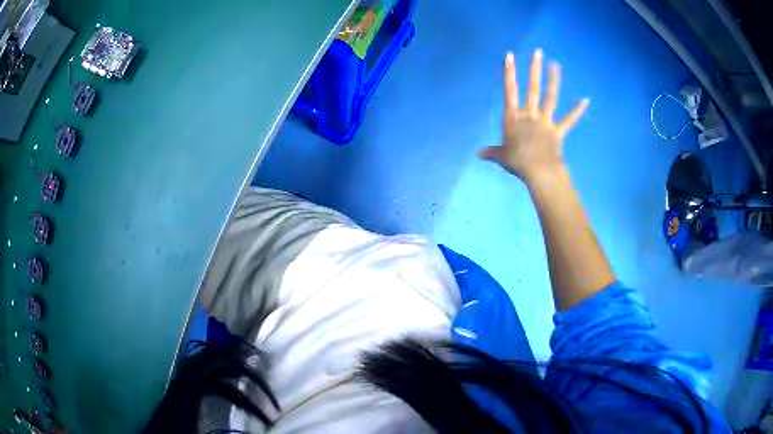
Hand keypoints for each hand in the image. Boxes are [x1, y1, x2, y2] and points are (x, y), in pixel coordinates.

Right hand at [480, 49, 588, 182]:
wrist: (538, 172)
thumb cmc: (517, 162)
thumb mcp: (501, 156)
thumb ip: (491, 152)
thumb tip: (478, 155)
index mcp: (513, 117)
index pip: (509, 90)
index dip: (509, 72)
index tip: (510, 55)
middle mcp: (529, 115)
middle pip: (532, 88)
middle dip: (534, 69)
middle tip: (538, 52)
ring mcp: (545, 121)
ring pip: (550, 97)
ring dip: (553, 80)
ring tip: (556, 64)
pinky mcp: (557, 131)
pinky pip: (569, 120)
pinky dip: (577, 110)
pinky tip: (586, 100)